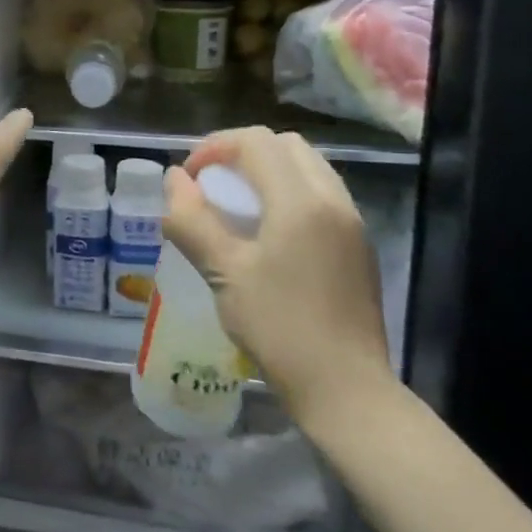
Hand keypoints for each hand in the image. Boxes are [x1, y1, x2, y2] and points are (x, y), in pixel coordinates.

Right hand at [162, 127, 391, 425]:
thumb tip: (173, 180)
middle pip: (285, 145)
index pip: (256, 141)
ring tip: (235, 208)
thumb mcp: (223, 272)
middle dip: (241, 153)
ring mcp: (352, 223)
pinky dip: (288, 194)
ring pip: (307, 168)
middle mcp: (333, 200)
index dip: (214, 147)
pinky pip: (320, 196)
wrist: (347, 390)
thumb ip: (193, 219)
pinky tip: (266, 234)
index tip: (189, 179)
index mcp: (301, 201)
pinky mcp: (358, 247)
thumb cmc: (279, 328)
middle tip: (211, 185)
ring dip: (267, 172)